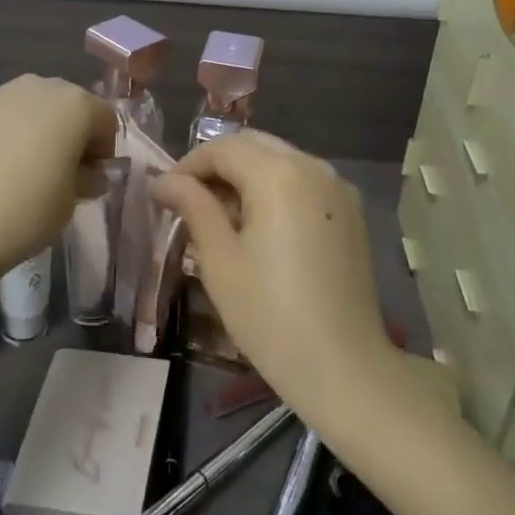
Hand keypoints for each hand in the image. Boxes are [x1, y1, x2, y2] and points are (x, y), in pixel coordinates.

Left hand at [0, 75, 116, 279]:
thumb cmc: (27, 211)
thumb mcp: (71, 201)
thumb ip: (87, 179)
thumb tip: (89, 173)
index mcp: (76, 105)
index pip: (106, 119)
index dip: (105, 149)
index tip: (94, 178)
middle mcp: (42, 87)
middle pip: (70, 105)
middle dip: (75, 133)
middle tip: (67, 172)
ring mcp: (3, 94)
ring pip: (37, 106)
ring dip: (43, 130)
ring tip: (32, 169)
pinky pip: (8, 115)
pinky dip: (14, 133)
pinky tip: (3, 167)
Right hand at [151, 132, 399, 432]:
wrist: (345, 368)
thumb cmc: (270, 315)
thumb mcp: (219, 259)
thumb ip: (193, 206)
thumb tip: (163, 180)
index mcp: (279, 174)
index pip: (223, 148)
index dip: (189, 165)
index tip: (166, 193)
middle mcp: (313, 166)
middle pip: (253, 145)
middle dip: (218, 165)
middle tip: (189, 201)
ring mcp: (337, 187)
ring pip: (280, 160)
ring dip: (246, 175)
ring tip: (221, 216)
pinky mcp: (350, 211)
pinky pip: (303, 181)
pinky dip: (275, 188)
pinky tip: (260, 226)